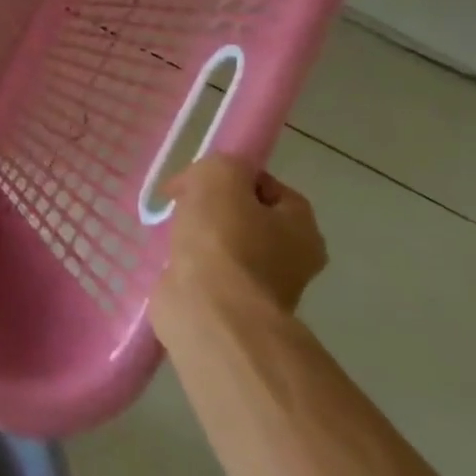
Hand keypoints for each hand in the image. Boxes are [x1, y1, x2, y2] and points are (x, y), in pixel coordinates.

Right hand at [149, 154, 326, 339]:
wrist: (209, 311)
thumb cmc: (223, 239)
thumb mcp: (220, 176)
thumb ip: (221, 164)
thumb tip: (212, 181)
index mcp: (302, 228)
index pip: (270, 187)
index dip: (233, 175)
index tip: (199, 177)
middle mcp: (291, 259)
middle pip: (247, 216)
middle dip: (214, 206)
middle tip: (182, 201)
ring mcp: (261, 288)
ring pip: (226, 244)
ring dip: (200, 235)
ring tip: (174, 231)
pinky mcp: (230, 308)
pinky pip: (209, 272)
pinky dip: (190, 263)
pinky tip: (173, 258)